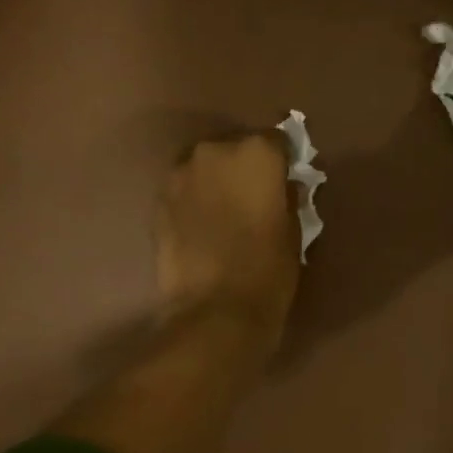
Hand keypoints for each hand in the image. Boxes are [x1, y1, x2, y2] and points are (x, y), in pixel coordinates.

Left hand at [157, 132, 301, 347]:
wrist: (215, 311)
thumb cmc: (268, 271)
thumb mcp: (294, 232)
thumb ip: (287, 198)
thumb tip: (283, 187)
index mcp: (257, 153)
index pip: (276, 140)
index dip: (281, 161)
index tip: (284, 181)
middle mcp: (215, 151)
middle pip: (235, 149)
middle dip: (244, 169)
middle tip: (253, 200)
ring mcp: (181, 174)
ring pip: (205, 167)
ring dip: (215, 182)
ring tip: (224, 215)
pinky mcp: (158, 201)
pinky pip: (184, 190)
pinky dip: (194, 201)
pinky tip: (202, 229)